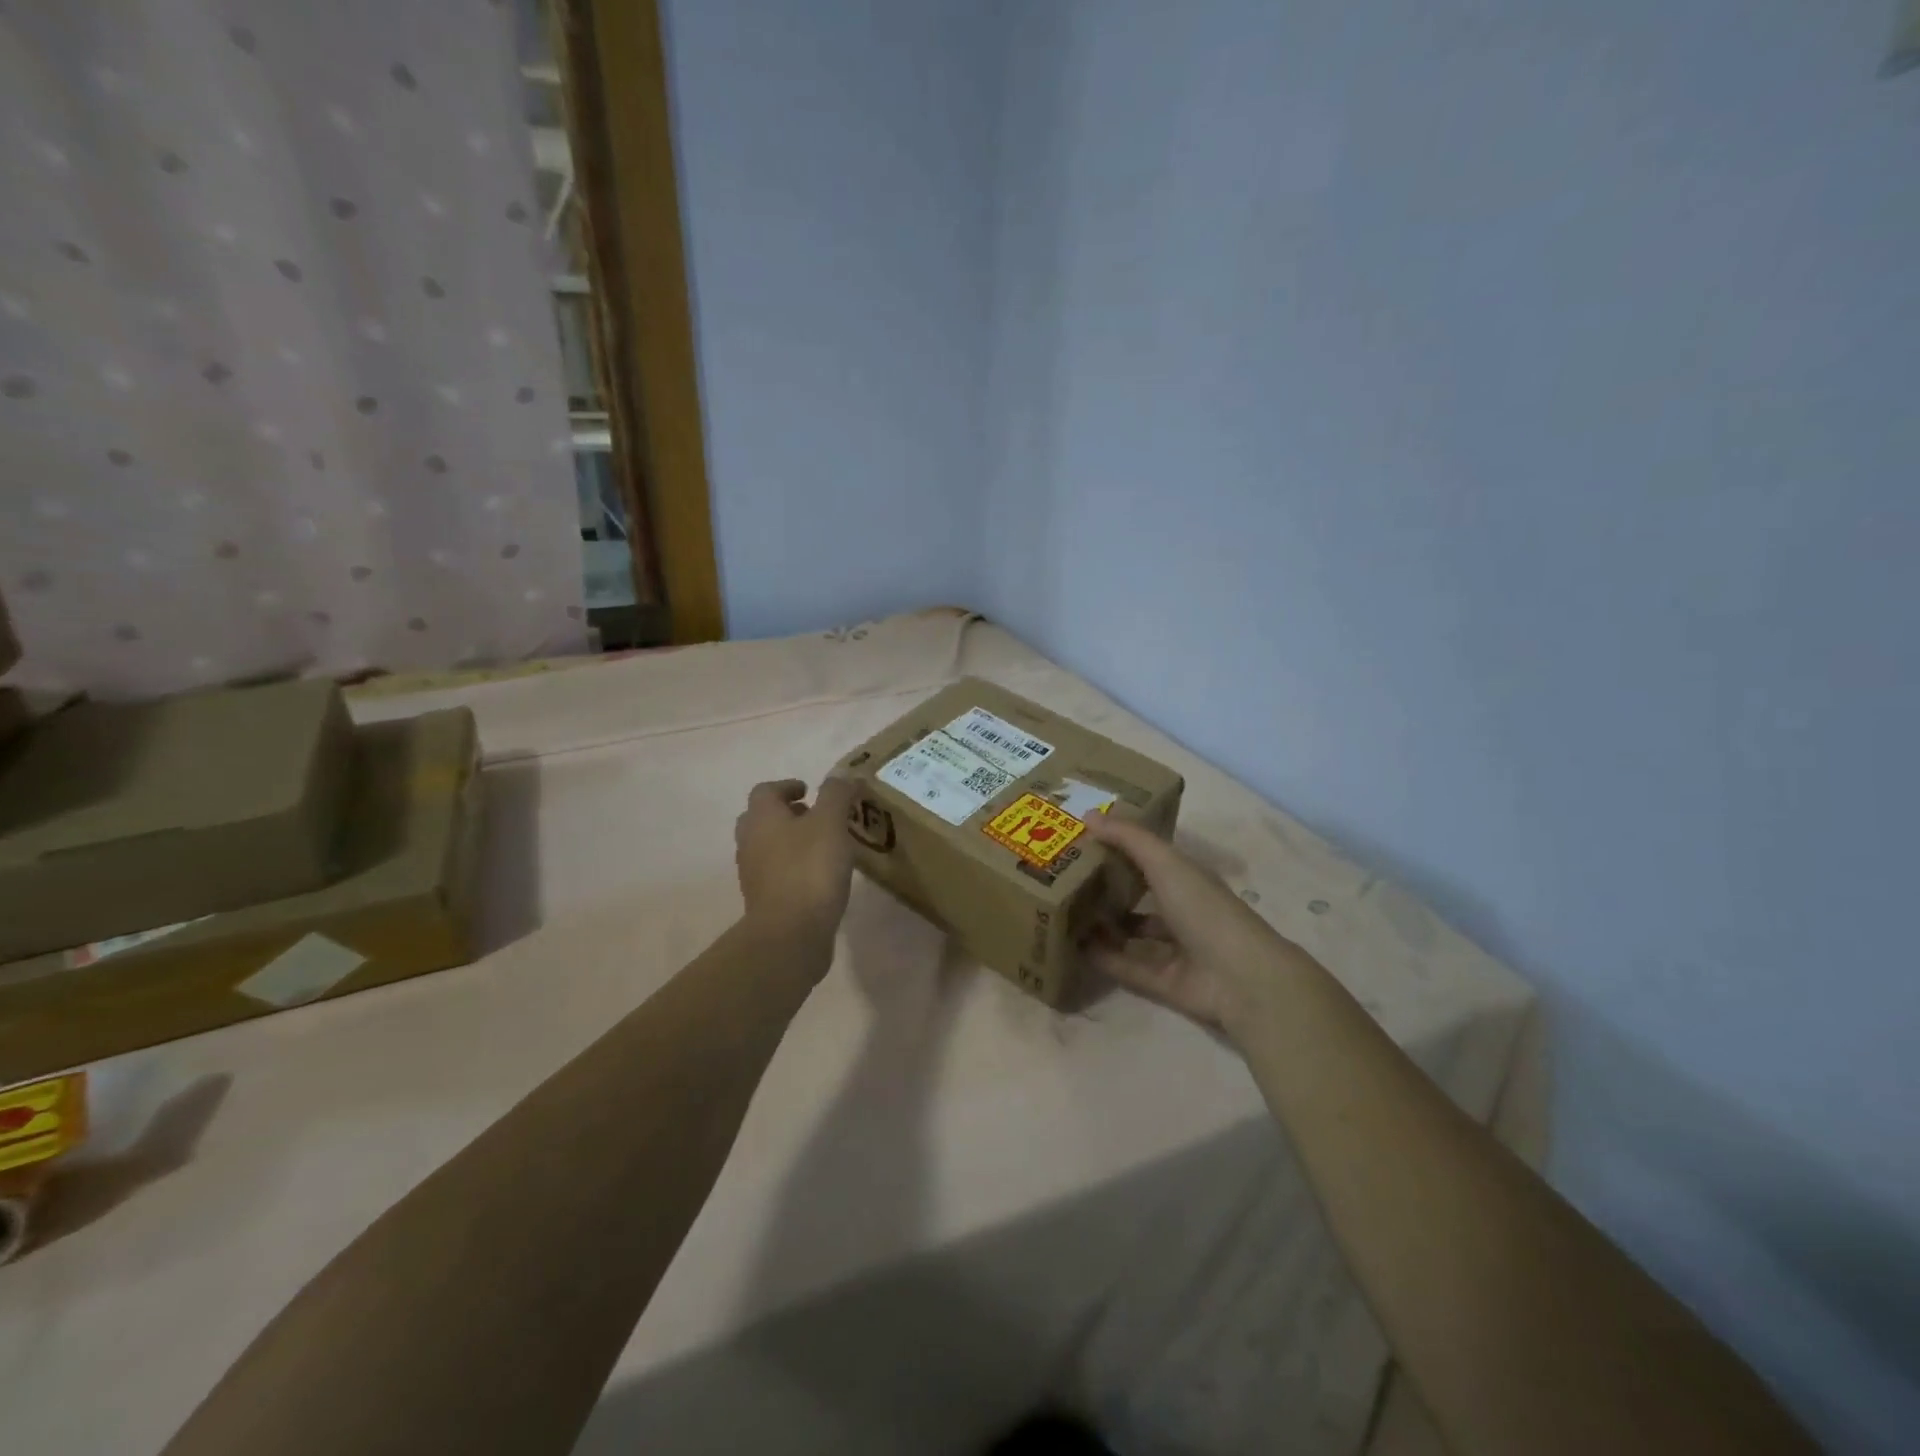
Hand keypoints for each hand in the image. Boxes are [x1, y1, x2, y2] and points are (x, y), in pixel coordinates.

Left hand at [734, 778, 857, 940]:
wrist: (790, 934)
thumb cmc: (809, 869)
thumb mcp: (830, 823)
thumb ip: (836, 794)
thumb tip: (843, 776)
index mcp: (762, 818)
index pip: (766, 791)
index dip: (787, 786)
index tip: (810, 790)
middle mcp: (750, 842)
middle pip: (761, 818)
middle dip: (787, 813)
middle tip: (815, 815)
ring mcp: (754, 874)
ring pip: (768, 847)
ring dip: (791, 840)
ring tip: (823, 845)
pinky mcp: (765, 901)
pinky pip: (777, 873)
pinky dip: (794, 866)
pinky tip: (820, 875)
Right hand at [1082, 815, 1301, 1035]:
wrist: (1240, 978)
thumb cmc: (1204, 908)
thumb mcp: (1165, 863)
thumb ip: (1128, 838)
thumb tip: (1088, 814)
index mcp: (1186, 878)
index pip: (1150, 856)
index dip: (1121, 846)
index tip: (1083, 838)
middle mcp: (1181, 910)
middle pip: (1139, 895)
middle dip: (1107, 886)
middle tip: (1065, 876)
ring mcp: (1174, 949)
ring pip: (1132, 933)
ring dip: (1103, 924)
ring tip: (1065, 912)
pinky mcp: (1164, 982)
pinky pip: (1127, 967)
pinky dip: (1104, 959)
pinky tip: (1074, 948)